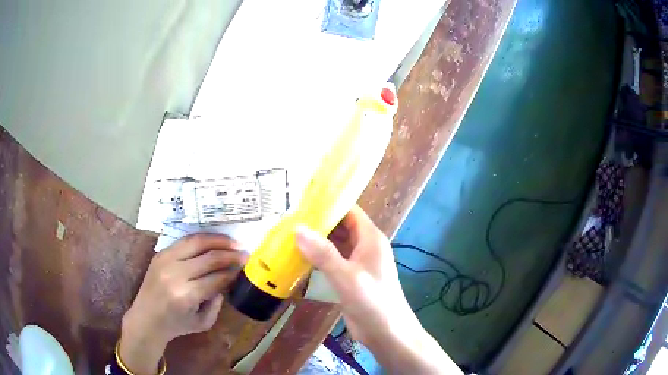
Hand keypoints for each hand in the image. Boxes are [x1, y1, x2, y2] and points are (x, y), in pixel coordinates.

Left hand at [119, 234, 247, 373]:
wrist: (146, 318)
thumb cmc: (176, 325)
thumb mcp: (203, 322)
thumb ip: (217, 302)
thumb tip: (226, 280)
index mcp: (186, 295)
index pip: (217, 277)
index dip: (234, 271)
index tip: (246, 266)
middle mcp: (175, 274)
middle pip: (209, 257)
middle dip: (230, 254)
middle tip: (244, 253)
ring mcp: (165, 260)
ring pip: (196, 242)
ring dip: (217, 240)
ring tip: (232, 242)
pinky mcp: (160, 254)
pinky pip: (185, 241)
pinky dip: (202, 239)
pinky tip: (213, 241)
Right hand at [296, 205, 459, 373]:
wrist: (387, 332)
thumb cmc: (372, 301)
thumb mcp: (346, 276)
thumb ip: (323, 253)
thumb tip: (297, 228)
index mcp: (370, 238)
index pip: (350, 211)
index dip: (329, 204)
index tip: (302, 202)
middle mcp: (365, 246)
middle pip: (341, 226)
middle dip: (319, 222)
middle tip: (290, 219)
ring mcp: (358, 262)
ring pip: (336, 244)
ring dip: (317, 240)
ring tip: (290, 234)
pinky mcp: (351, 277)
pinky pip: (334, 260)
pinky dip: (319, 257)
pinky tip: (300, 257)